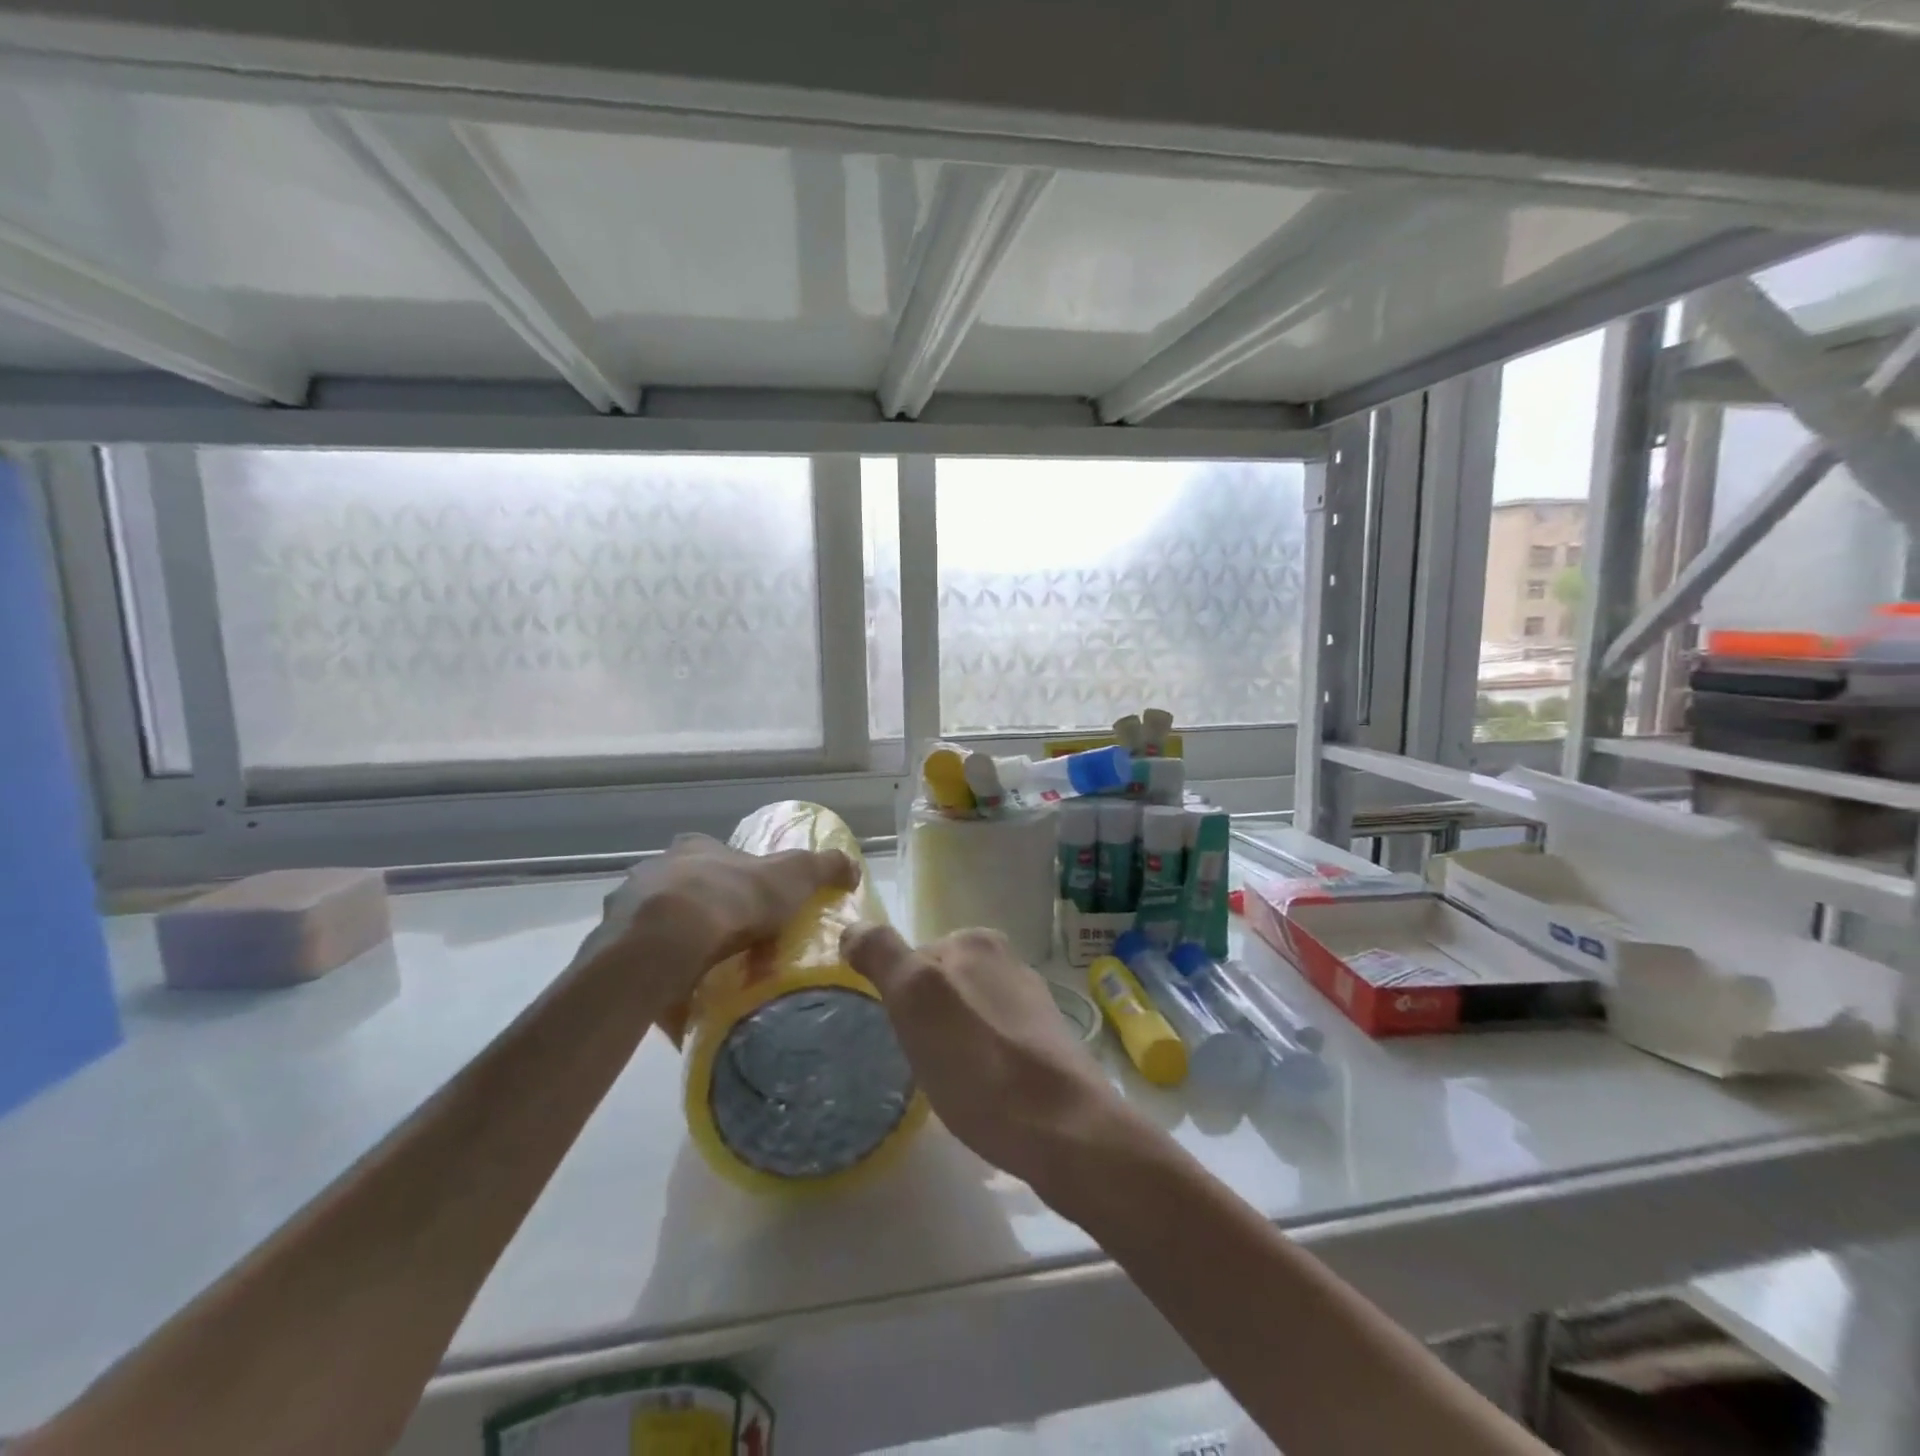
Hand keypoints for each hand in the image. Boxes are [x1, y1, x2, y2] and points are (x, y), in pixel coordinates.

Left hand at [579, 834, 858, 1027]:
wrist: (664, 943)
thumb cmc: (731, 899)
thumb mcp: (794, 875)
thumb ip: (824, 867)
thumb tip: (852, 867)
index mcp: (695, 850)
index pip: (719, 859)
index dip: (741, 882)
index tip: (760, 910)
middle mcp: (654, 873)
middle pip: (688, 894)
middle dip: (712, 918)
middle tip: (741, 950)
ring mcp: (626, 913)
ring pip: (661, 931)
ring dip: (684, 951)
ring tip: (715, 982)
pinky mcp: (610, 954)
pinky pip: (643, 968)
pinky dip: (664, 983)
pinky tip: (687, 1004)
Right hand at [841, 924, 1125, 1192]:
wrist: (1065, 1128)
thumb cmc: (979, 1064)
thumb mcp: (915, 999)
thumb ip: (882, 954)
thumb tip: (853, 930)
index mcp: (975, 940)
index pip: (910, 957)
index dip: (897, 1000)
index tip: (900, 1038)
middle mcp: (1006, 958)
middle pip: (939, 984)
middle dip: (924, 1017)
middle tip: (922, 1062)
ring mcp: (1030, 998)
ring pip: (966, 1012)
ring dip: (951, 1039)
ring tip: (951, 1082)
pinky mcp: (1046, 1038)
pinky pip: (992, 1038)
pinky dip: (979, 1058)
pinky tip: (983, 1092)